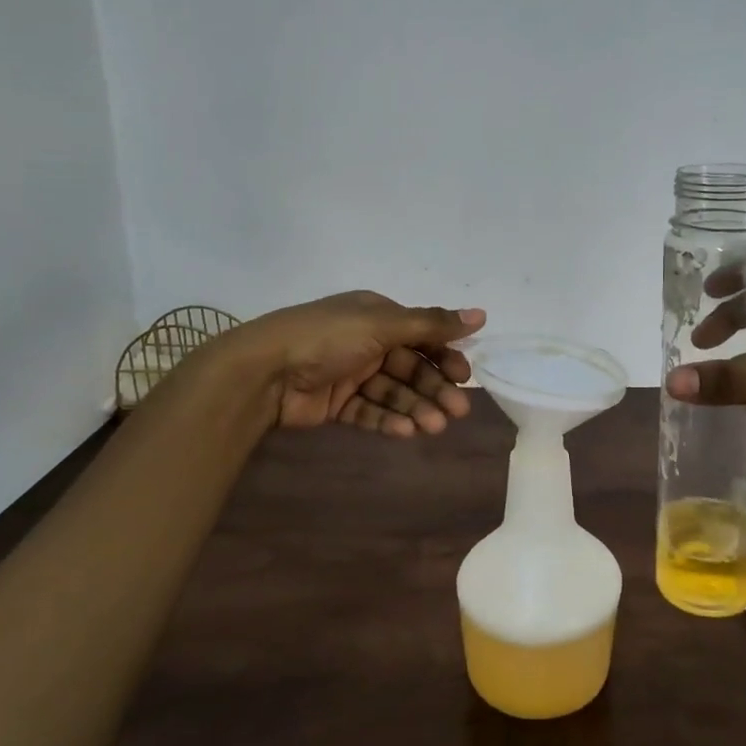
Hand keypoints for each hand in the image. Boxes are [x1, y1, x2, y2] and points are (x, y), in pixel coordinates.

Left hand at [239, 292, 484, 435]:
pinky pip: (369, 411)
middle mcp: (366, 342)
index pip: (421, 335)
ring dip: (416, 407)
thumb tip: (481, 315)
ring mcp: (349, 374)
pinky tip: (406, 431)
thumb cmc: (328, 338)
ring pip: (393, 392)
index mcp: (376, 315)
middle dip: (434, 388)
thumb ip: (432, 324)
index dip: (444, 356)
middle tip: (457, 411)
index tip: (464, 377)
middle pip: (410, 367)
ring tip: (433, 427)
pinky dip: (389, 420)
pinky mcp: (335, 404)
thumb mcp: (382, 324)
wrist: (264, 372)